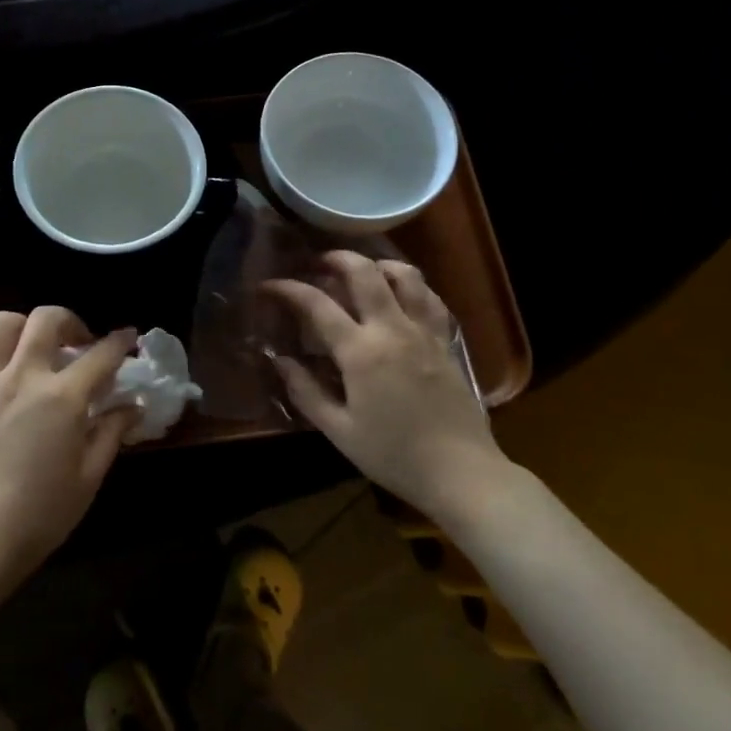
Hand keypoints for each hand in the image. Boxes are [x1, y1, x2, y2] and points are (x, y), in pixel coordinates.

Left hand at [0, 309, 137, 589]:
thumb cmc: (41, 515)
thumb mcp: (89, 477)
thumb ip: (112, 433)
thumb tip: (131, 407)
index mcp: (62, 398)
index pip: (100, 355)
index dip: (120, 342)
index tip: (129, 337)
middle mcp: (23, 378)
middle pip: (46, 319)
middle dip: (71, 321)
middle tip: (80, 344)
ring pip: (1, 325)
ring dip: (25, 328)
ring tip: (36, 350)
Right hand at [265, 251, 505, 519]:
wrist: (461, 472)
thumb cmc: (393, 455)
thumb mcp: (339, 431)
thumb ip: (305, 391)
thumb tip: (278, 360)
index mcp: (361, 352)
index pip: (317, 305)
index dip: (289, 289)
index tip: (268, 286)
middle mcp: (393, 329)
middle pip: (364, 272)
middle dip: (336, 258)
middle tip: (317, 263)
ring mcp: (424, 332)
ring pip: (404, 275)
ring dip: (377, 264)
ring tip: (360, 271)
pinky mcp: (446, 342)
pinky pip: (429, 297)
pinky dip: (410, 284)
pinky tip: (400, 293)